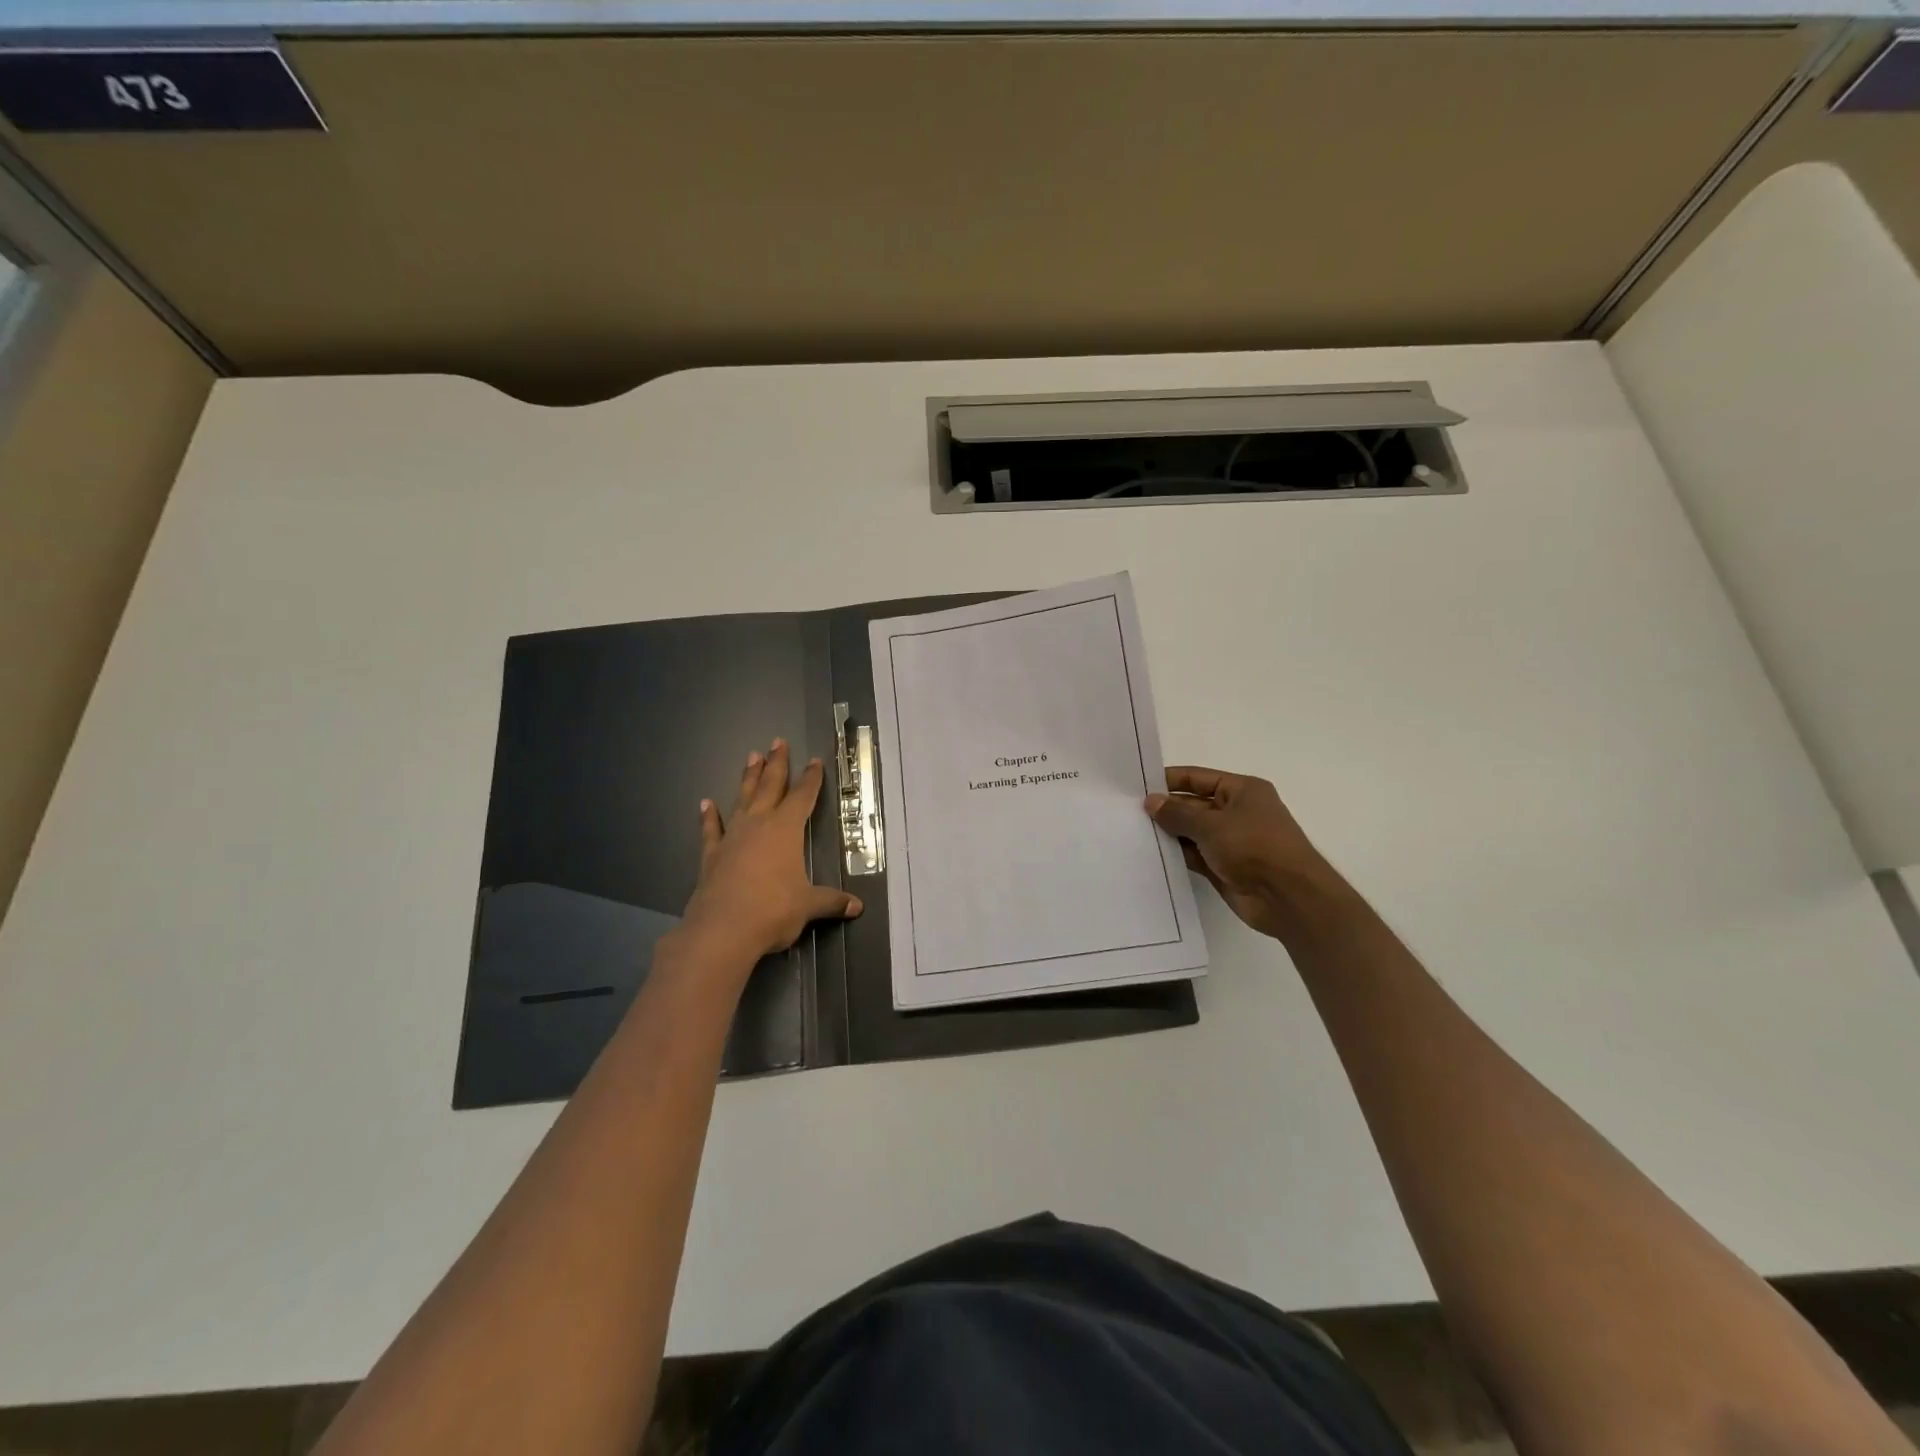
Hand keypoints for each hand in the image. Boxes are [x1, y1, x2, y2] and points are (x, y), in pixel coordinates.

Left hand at [679, 738, 862, 967]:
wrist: (722, 930)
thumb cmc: (772, 911)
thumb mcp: (808, 906)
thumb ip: (831, 901)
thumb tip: (857, 907)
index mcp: (785, 830)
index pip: (802, 797)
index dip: (811, 779)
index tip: (815, 761)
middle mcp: (758, 825)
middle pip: (770, 787)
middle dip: (777, 764)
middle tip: (778, 741)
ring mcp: (732, 837)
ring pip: (742, 799)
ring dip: (747, 778)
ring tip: (751, 756)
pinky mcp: (711, 855)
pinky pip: (711, 829)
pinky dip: (709, 816)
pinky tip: (706, 803)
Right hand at [1146, 765, 1344, 940]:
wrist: (1287, 898)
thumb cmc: (1254, 847)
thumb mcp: (1212, 824)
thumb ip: (1178, 813)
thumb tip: (1151, 802)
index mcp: (1242, 791)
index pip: (1198, 778)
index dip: (1169, 780)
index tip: (1138, 786)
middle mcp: (1237, 812)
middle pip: (1194, 805)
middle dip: (1166, 809)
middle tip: (1128, 812)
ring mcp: (1231, 841)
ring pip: (1192, 832)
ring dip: (1169, 833)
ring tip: (1132, 832)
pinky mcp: (1225, 867)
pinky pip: (1194, 855)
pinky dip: (1177, 854)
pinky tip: (1150, 854)